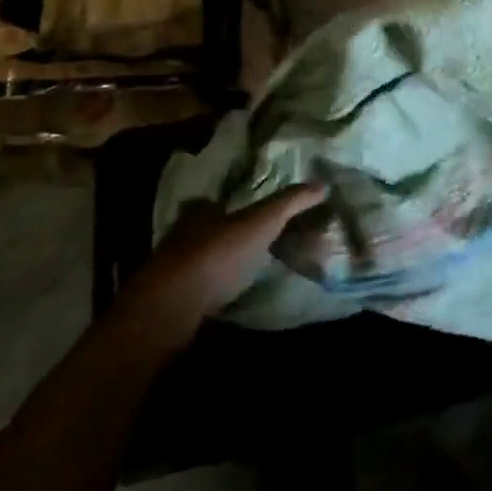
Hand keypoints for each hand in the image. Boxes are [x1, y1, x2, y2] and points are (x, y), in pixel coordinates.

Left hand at [120, 184, 325, 343]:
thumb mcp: (262, 222)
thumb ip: (290, 203)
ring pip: (198, 260)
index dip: (231, 206)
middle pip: (205, 231)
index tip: (250, 215)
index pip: (214, 202)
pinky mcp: (168, 302)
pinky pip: (194, 290)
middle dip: (225, 236)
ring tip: (245, 274)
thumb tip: (323, 184)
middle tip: (252, 246)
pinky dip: (210, 291)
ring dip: (218, 265)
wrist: (172, 307)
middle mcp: (180, 235)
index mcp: (200, 211)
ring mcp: (170, 270)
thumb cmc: (218, 254)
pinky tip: (227, 299)